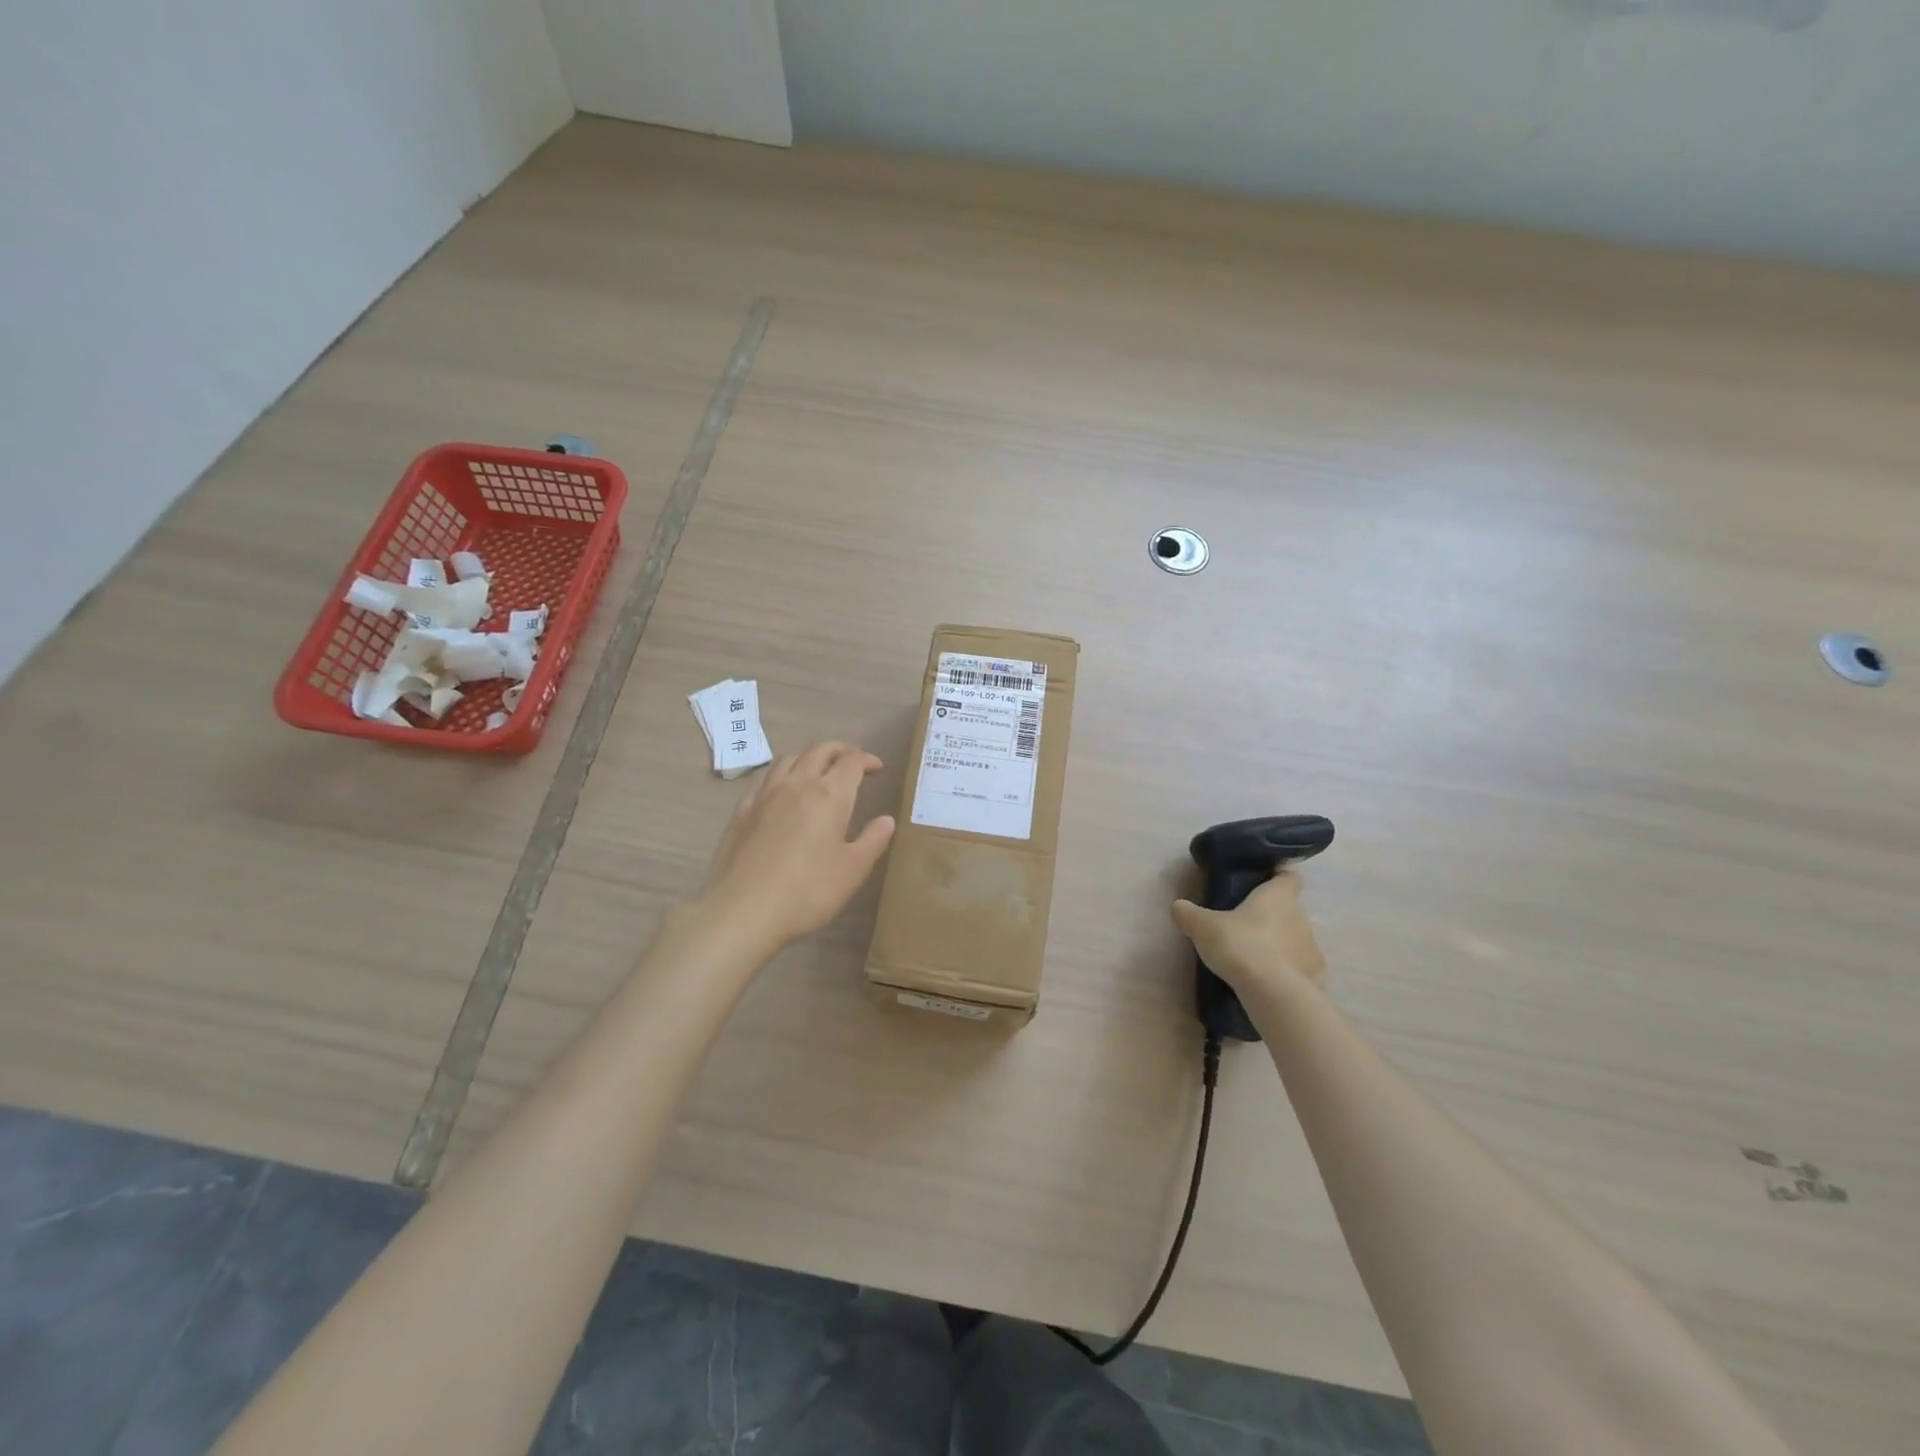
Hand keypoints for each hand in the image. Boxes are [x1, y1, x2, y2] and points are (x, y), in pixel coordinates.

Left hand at [697, 741, 896, 948]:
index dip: (867, 759)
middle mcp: (797, 784)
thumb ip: (872, 840)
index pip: (851, 761)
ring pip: (788, 759)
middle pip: (819, 750)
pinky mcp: (742, 811)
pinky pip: (764, 780)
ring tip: (817, 772)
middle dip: (839, 750)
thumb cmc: (807, 892)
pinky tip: (782, 794)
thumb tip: (886, 820)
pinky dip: (781, 777)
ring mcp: (765, 795)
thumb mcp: (852, 870)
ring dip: (808, 758)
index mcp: (829, 795)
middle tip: (851, 762)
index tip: (877, 768)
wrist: (743, 910)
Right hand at [1171, 872, 1325, 992]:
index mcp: (1277, 897)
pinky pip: (1302, 968)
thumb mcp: (1202, 926)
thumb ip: (1188, 913)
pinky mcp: (1316, 976)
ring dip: (1282, 945)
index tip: (1263, 885)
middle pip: (1290, 910)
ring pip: (1297, 940)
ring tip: (1257, 959)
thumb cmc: (1238, 945)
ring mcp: (1312, 948)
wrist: (1271, 991)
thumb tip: (1178, 906)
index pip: (1288, 877)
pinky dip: (1290, 972)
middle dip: (1273, 917)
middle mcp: (1300, 917)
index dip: (1278, 879)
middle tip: (1246, 928)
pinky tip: (1271, 982)